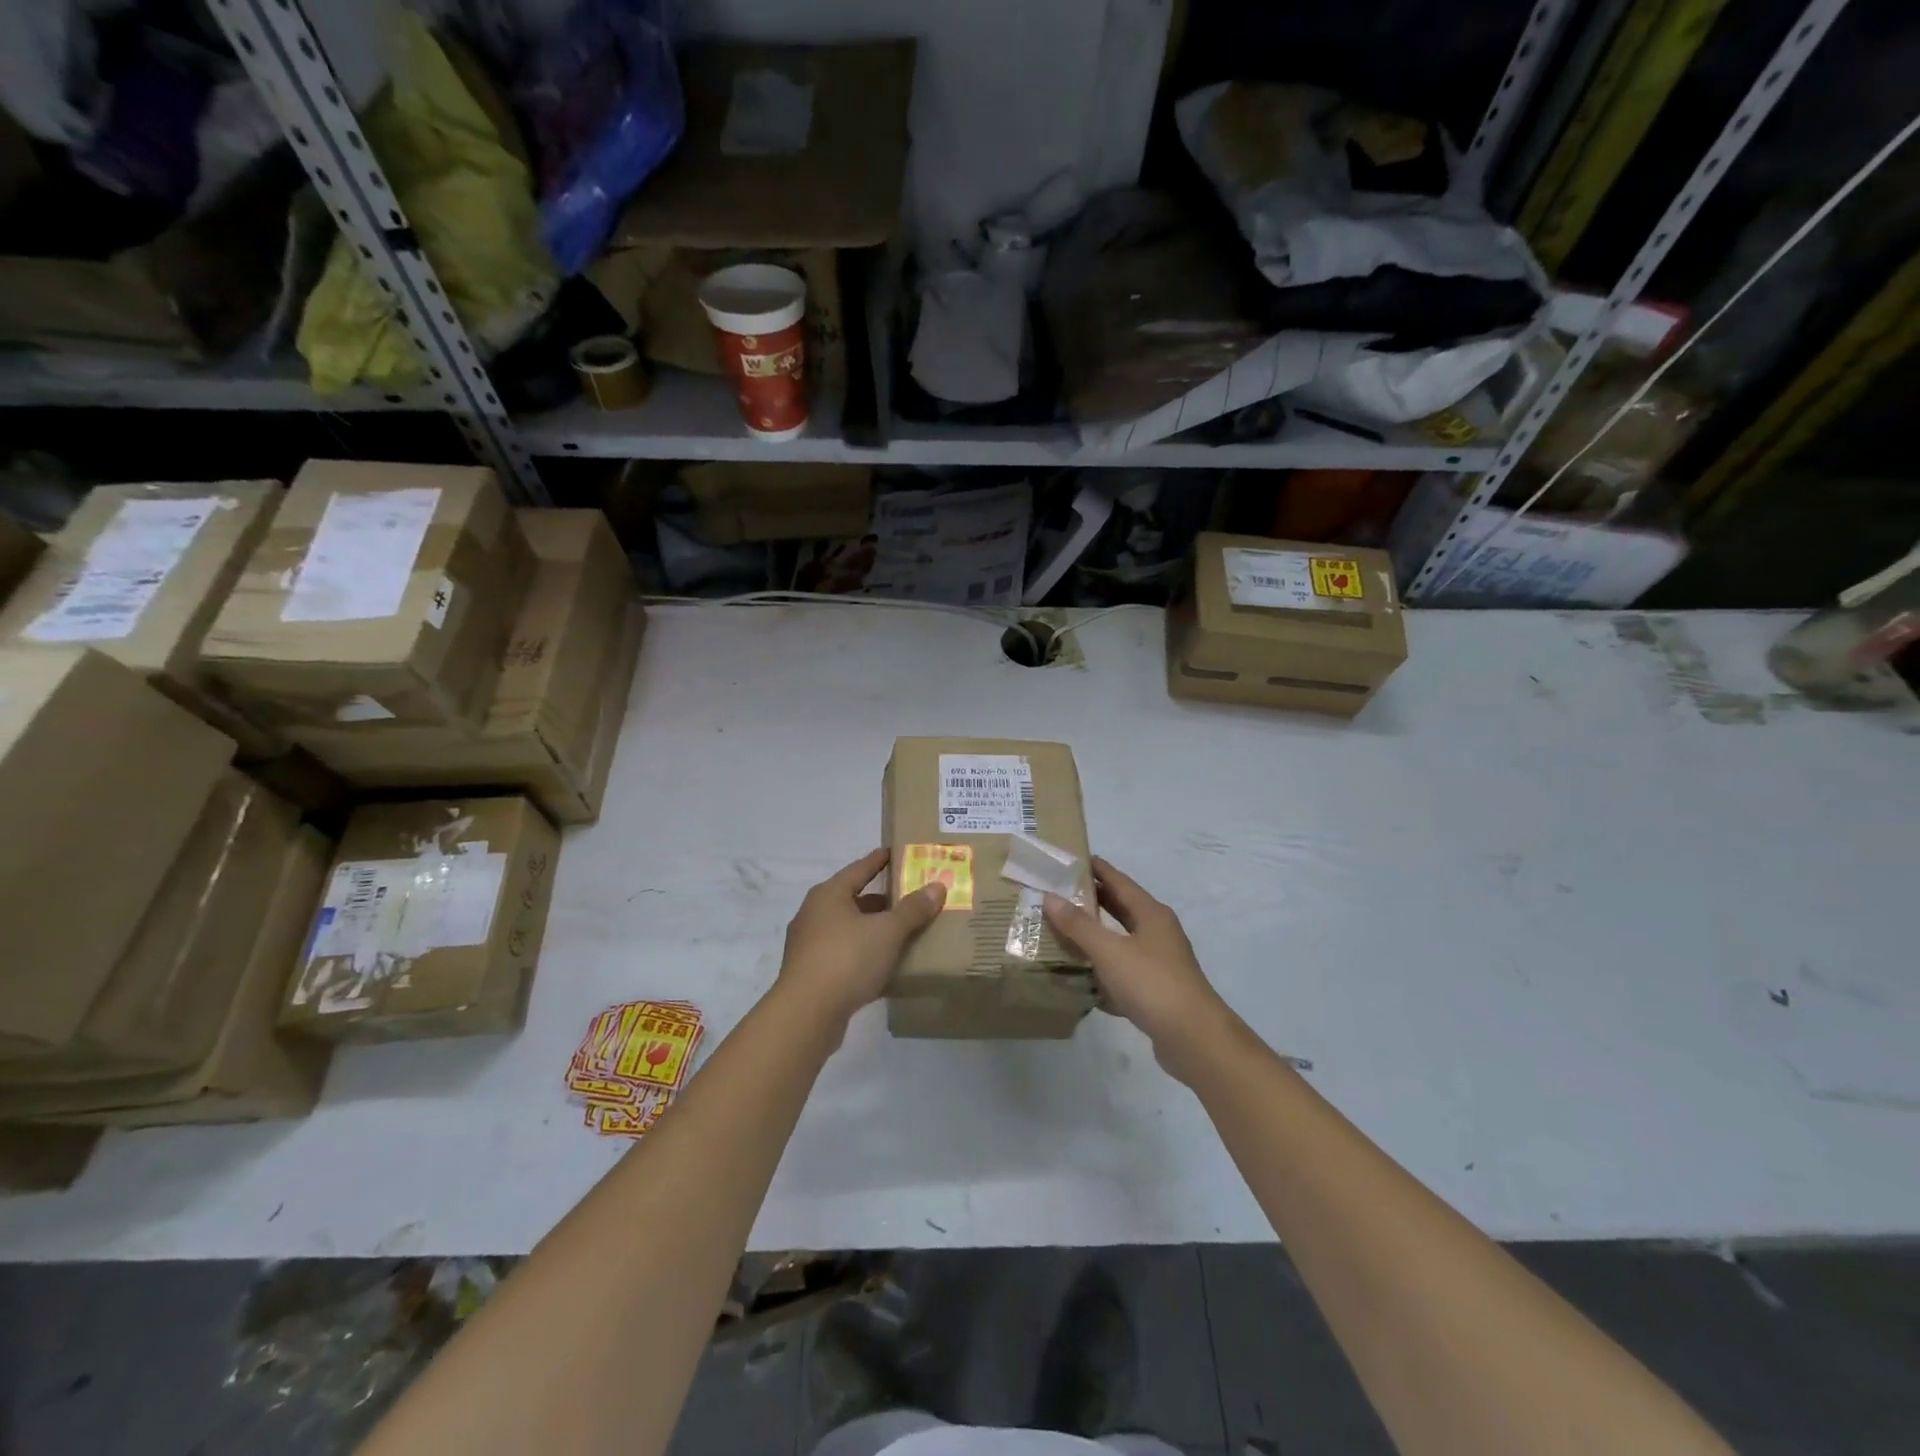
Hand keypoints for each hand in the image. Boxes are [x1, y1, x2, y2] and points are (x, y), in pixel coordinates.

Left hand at [778, 849, 945, 1029]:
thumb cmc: (847, 959)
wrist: (806, 1015)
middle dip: (881, 900)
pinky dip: (864, 954)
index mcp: (829, 895)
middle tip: (910, 898)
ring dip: (873, 930)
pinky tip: (884, 965)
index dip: (879, 860)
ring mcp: (809, 945)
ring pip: (849, 929)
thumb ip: (912, 909)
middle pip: (853, 899)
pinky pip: (844, 954)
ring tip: (903, 933)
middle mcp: (814, 914)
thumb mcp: (887, 931)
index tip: (896, 853)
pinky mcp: (811, 973)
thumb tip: (937, 886)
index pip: (860, 868)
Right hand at [1044, 858, 1235, 1082]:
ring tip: (1063, 930)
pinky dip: (1103, 969)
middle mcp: (1157, 932)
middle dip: (1092, 899)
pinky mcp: (1155, 991)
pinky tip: (1082, 977)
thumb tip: (1050, 897)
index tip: (1070, 858)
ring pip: (1121, 940)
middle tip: (1058, 892)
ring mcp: (1159, 962)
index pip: (1119, 881)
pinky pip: (1123, 971)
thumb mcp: (1110, 951)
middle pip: (1121, 908)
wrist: (1194, 1039)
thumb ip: (1079, 925)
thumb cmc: (1152, 984)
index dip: (1096, 868)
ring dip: (1096, 935)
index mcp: (1151, 914)